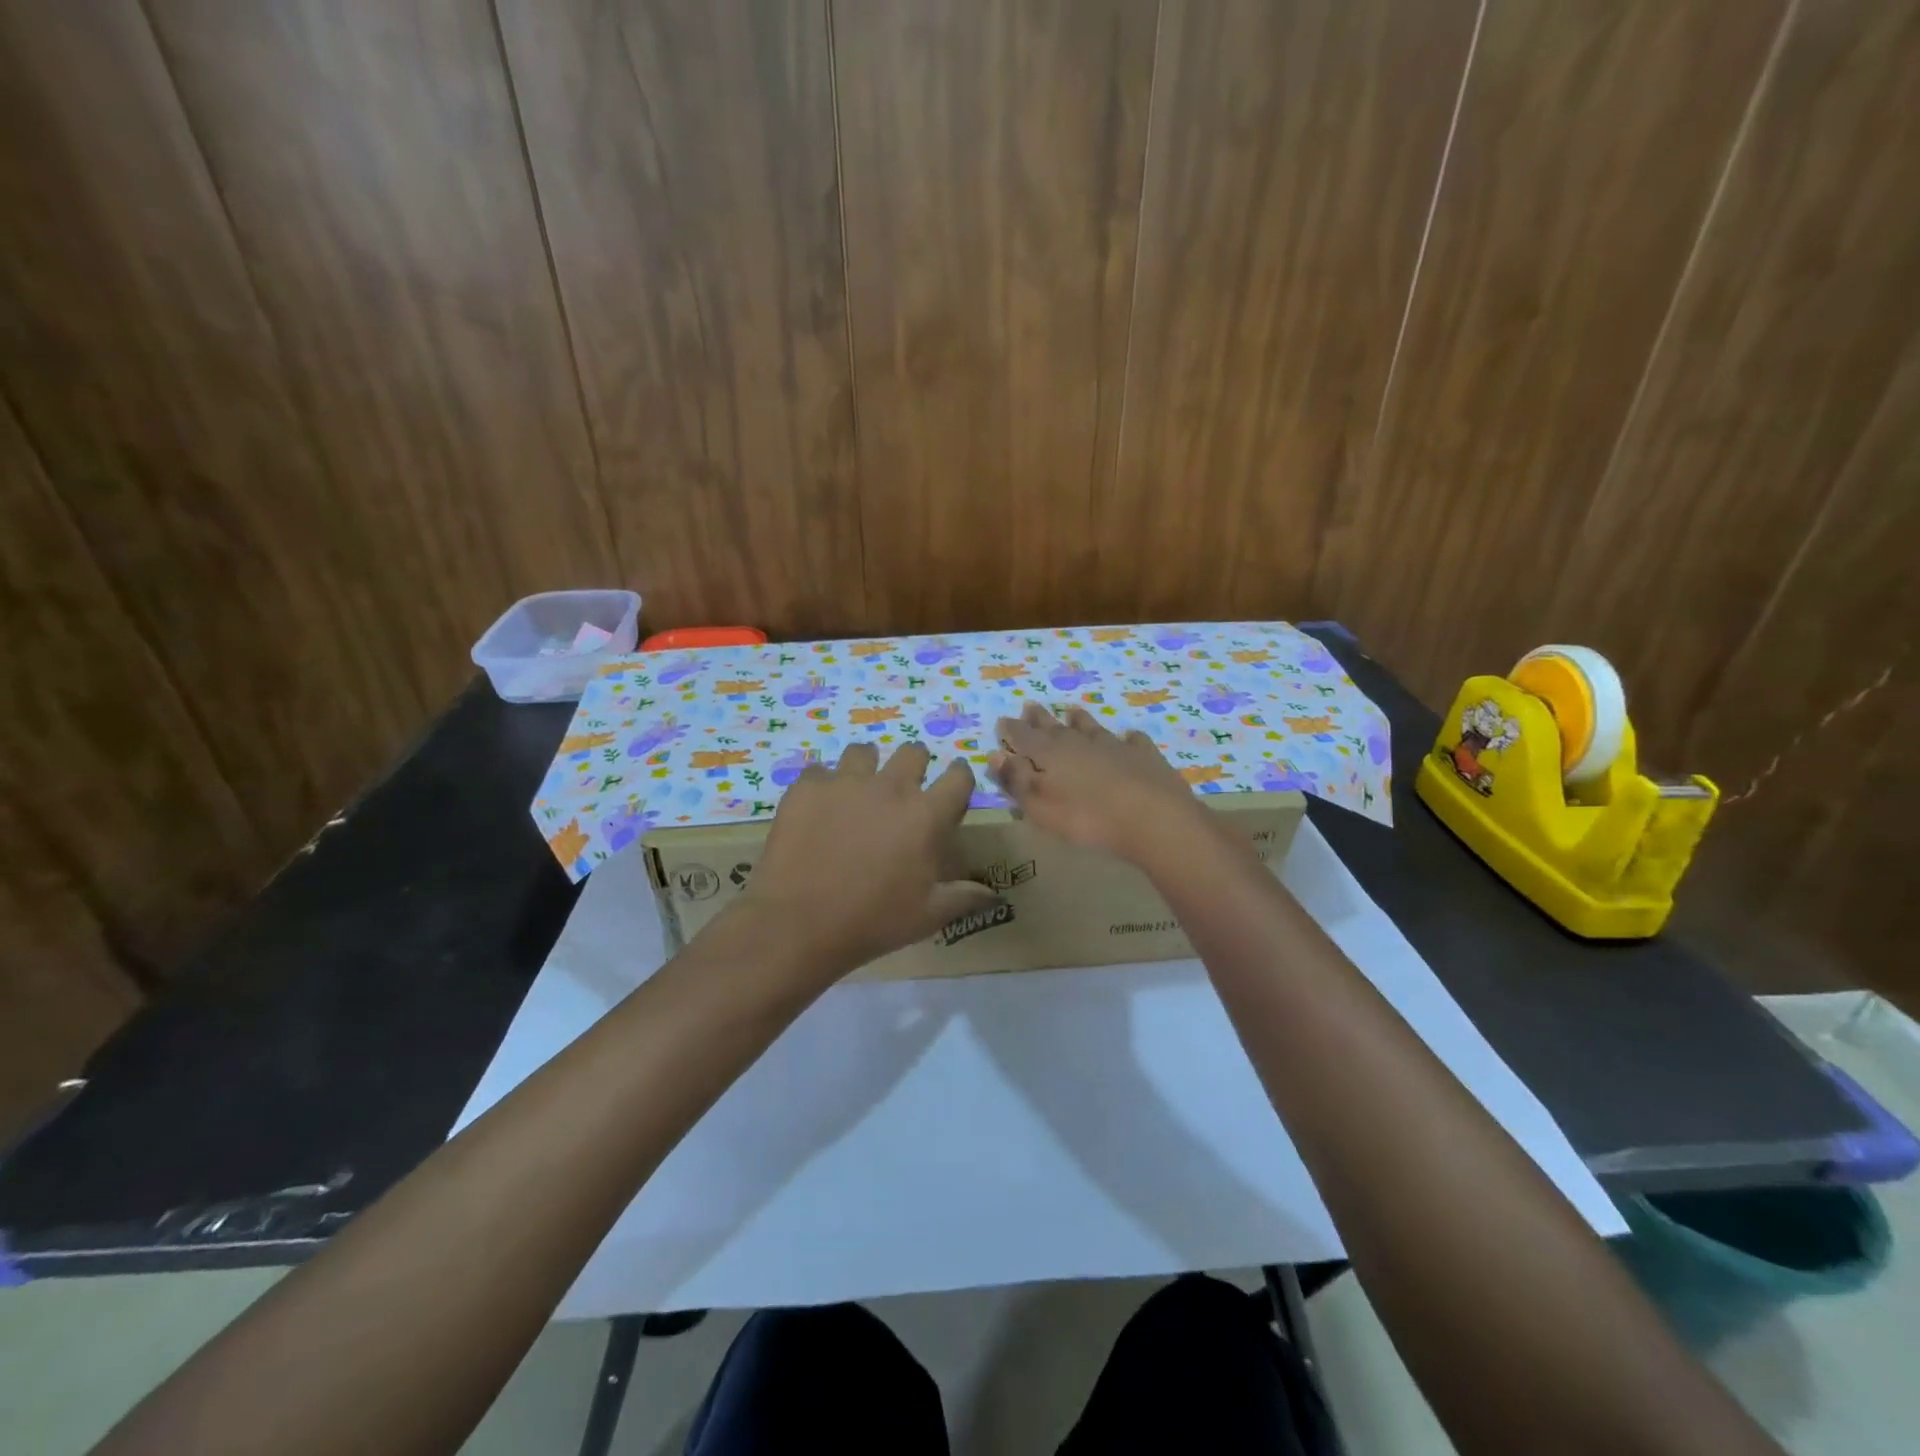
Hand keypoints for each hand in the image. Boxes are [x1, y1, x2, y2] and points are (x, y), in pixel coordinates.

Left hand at [730, 742, 997, 983]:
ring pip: (864, 752)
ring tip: (858, 793)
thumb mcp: (927, 916)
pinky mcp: (806, 787)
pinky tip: (818, 810)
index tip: (953, 788)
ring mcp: (845, 782)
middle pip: (913, 752)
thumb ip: (964, 897)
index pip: (958, 777)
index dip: (959, 778)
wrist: (798, 925)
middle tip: (904, 791)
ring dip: (868, 768)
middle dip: (915, 765)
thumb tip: (994, 894)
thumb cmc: (872, 922)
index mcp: (926, 815)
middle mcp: (890, 787)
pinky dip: (823, 786)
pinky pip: (820, 772)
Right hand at [990, 703, 1212, 863]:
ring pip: (1091, 727)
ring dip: (1079, 720)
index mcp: (1049, 753)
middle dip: (1039, 718)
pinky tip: (1129, 737)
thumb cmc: (1087, 818)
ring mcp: (1114, 745)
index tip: (1002, 721)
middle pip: (1054, 727)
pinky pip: (1132, 741)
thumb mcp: (1040, 807)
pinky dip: (1127, 738)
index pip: (1023, 737)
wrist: (1154, 817)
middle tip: (1030, 706)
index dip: (1011, 730)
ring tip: (1072, 712)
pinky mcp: (1144, 755)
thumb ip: (1017, 781)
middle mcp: (1079, 742)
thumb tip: (995, 756)